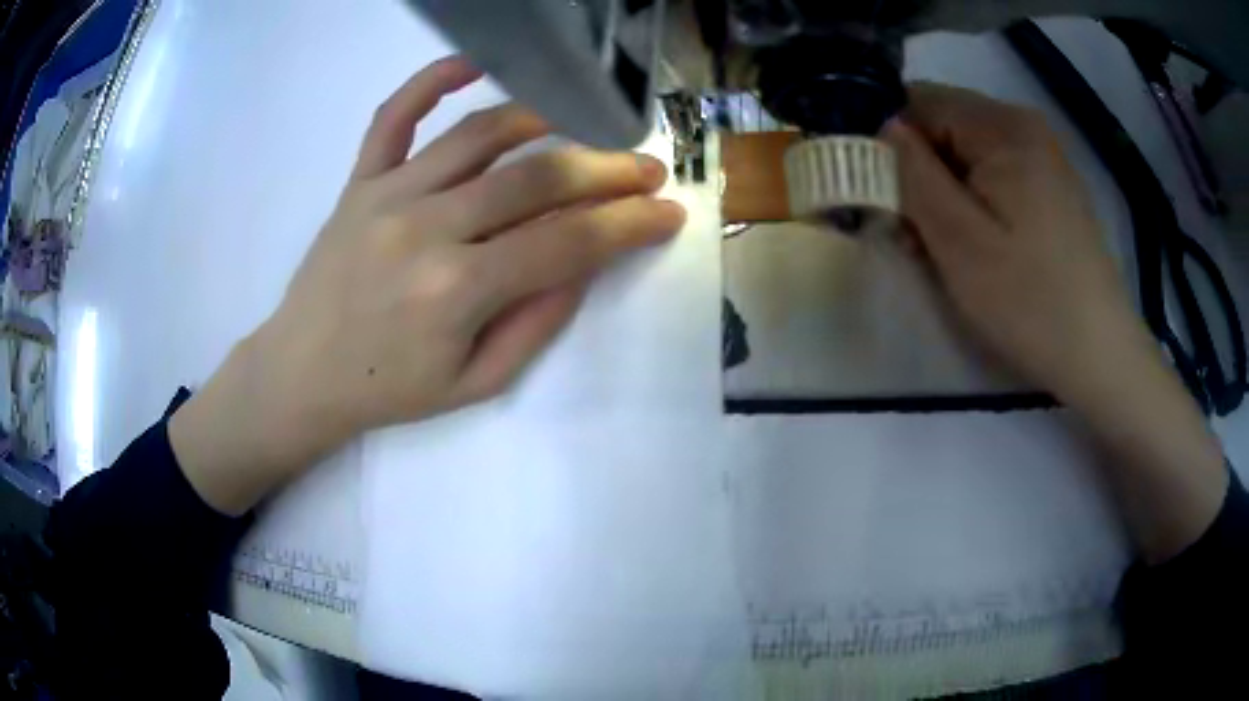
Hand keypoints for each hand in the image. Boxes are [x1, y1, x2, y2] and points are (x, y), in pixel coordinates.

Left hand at [171, 57, 685, 512]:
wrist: (301, 374)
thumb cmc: (389, 390)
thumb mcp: (477, 383)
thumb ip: (538, 321)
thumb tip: (587, 262)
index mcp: (457, 290)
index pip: (567, 241)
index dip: (629, 224)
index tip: (668, 212)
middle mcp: (426, 228)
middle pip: (537, 178)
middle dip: (607, 170)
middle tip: (645, 168)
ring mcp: (388, 194)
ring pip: (481, 133)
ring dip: (547, 120)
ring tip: (586, 123)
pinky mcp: (359, 181)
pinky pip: (394, 115)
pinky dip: (433, 80)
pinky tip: (476, 61)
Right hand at [883, 82, 1150, 403]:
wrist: (1099, 354)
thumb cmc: (1029, 300)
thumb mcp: (957, 239)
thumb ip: (912, 173)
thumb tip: (885, 129)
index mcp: (1001, 126)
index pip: (919, 101)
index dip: (891, 144)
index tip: (886, 199)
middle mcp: (1023, 126)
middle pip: (945, 128)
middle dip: (919, 174)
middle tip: (914, 238)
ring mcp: (1042, 157)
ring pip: (968, 156)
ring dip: (944, 195)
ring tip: (944, 253)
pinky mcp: (1051, 188)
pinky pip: (995, 177)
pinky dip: (974, 205)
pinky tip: (978, 249)